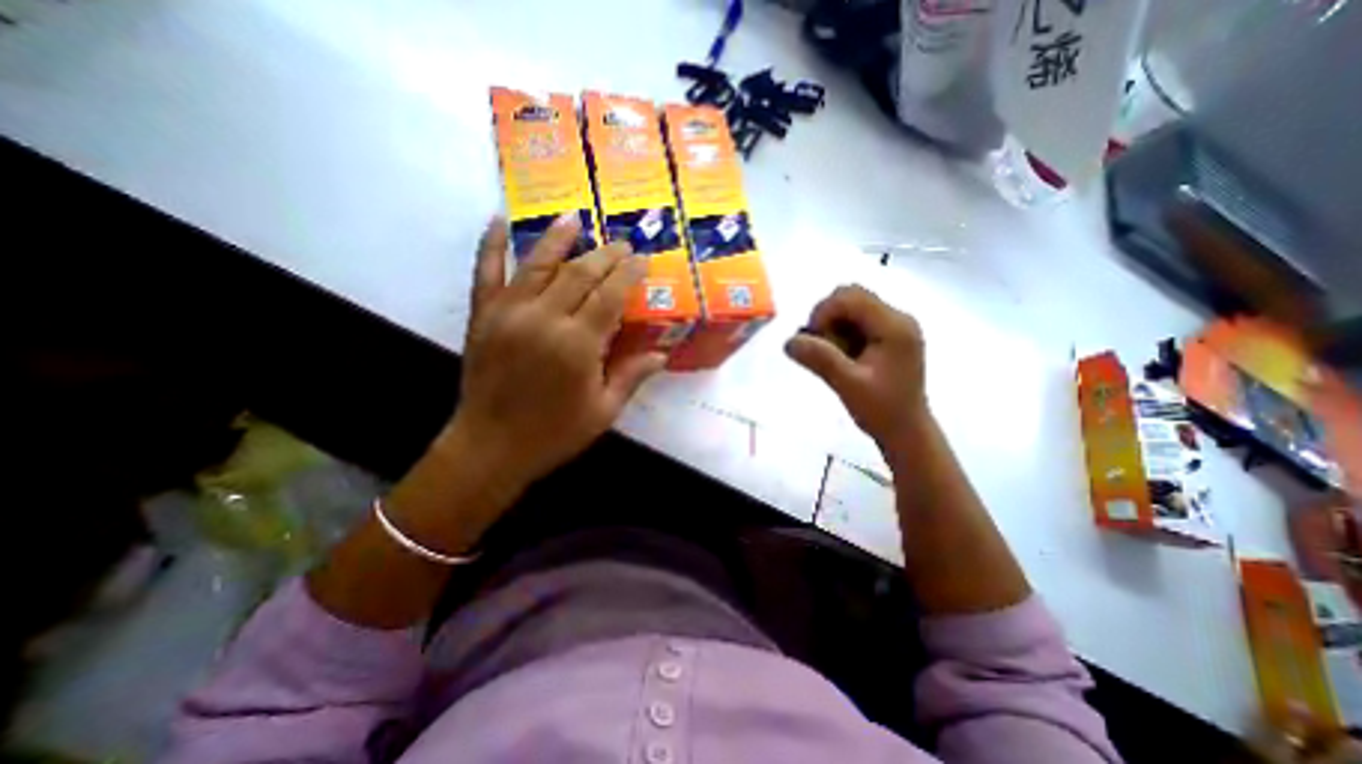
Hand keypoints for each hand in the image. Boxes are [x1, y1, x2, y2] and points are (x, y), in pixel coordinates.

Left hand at [452, 216, 668, 502]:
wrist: (491, 447)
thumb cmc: (554, 433)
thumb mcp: (603, 411)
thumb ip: (632, 376)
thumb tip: (662, 354)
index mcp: (578, 345)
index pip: (610, 295)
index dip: (628, 273)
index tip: (641, 258)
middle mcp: (544, 319)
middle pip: (580, 273)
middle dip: (605, 255)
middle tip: (621, 243)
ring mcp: (509, 313)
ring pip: (538, 264)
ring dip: (558, 238)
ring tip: (575, 218)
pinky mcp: (482, 316)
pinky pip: (485, 272)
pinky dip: (490, 244)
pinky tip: (497, 220)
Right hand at [789, 287, 926, 460]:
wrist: (906, 433)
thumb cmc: (882, 410)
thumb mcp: (847, 384)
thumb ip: (819, 359)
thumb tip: (788, 341)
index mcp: (894, 326)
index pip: (850, 297)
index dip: (824, 312)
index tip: (811, 340)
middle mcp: (898, 318)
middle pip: (852, 297)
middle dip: (827, 317)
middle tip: (818, 346)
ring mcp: (895, 327)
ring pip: (853, 308)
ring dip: (833, 325)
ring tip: (829, 354)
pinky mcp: (889, 337)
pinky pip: (858, 322)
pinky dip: (841, 333)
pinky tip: (840, 356)